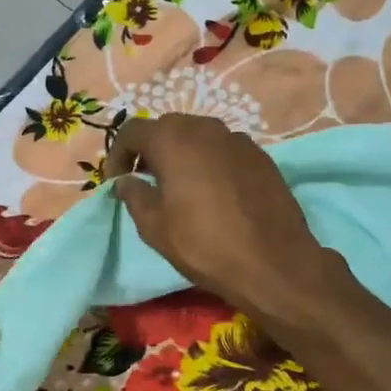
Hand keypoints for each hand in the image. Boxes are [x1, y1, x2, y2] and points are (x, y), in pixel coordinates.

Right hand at [104, 115, 335, 327]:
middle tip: (145, 180)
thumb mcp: (155, 227)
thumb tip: (126, 181)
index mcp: (173, 140)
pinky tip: (213, 192)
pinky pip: (224, 149)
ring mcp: (238, 139)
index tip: (117, 181)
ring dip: (182, 153)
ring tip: (179, 185)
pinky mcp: (261, 156)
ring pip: (199, 135)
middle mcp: (206, 128)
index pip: (132, 131)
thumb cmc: (204, 245)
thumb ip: (134, 196)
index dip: (118, 154)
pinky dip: (210, 161)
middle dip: (151, 149)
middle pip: (167, 127)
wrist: (273, 262)